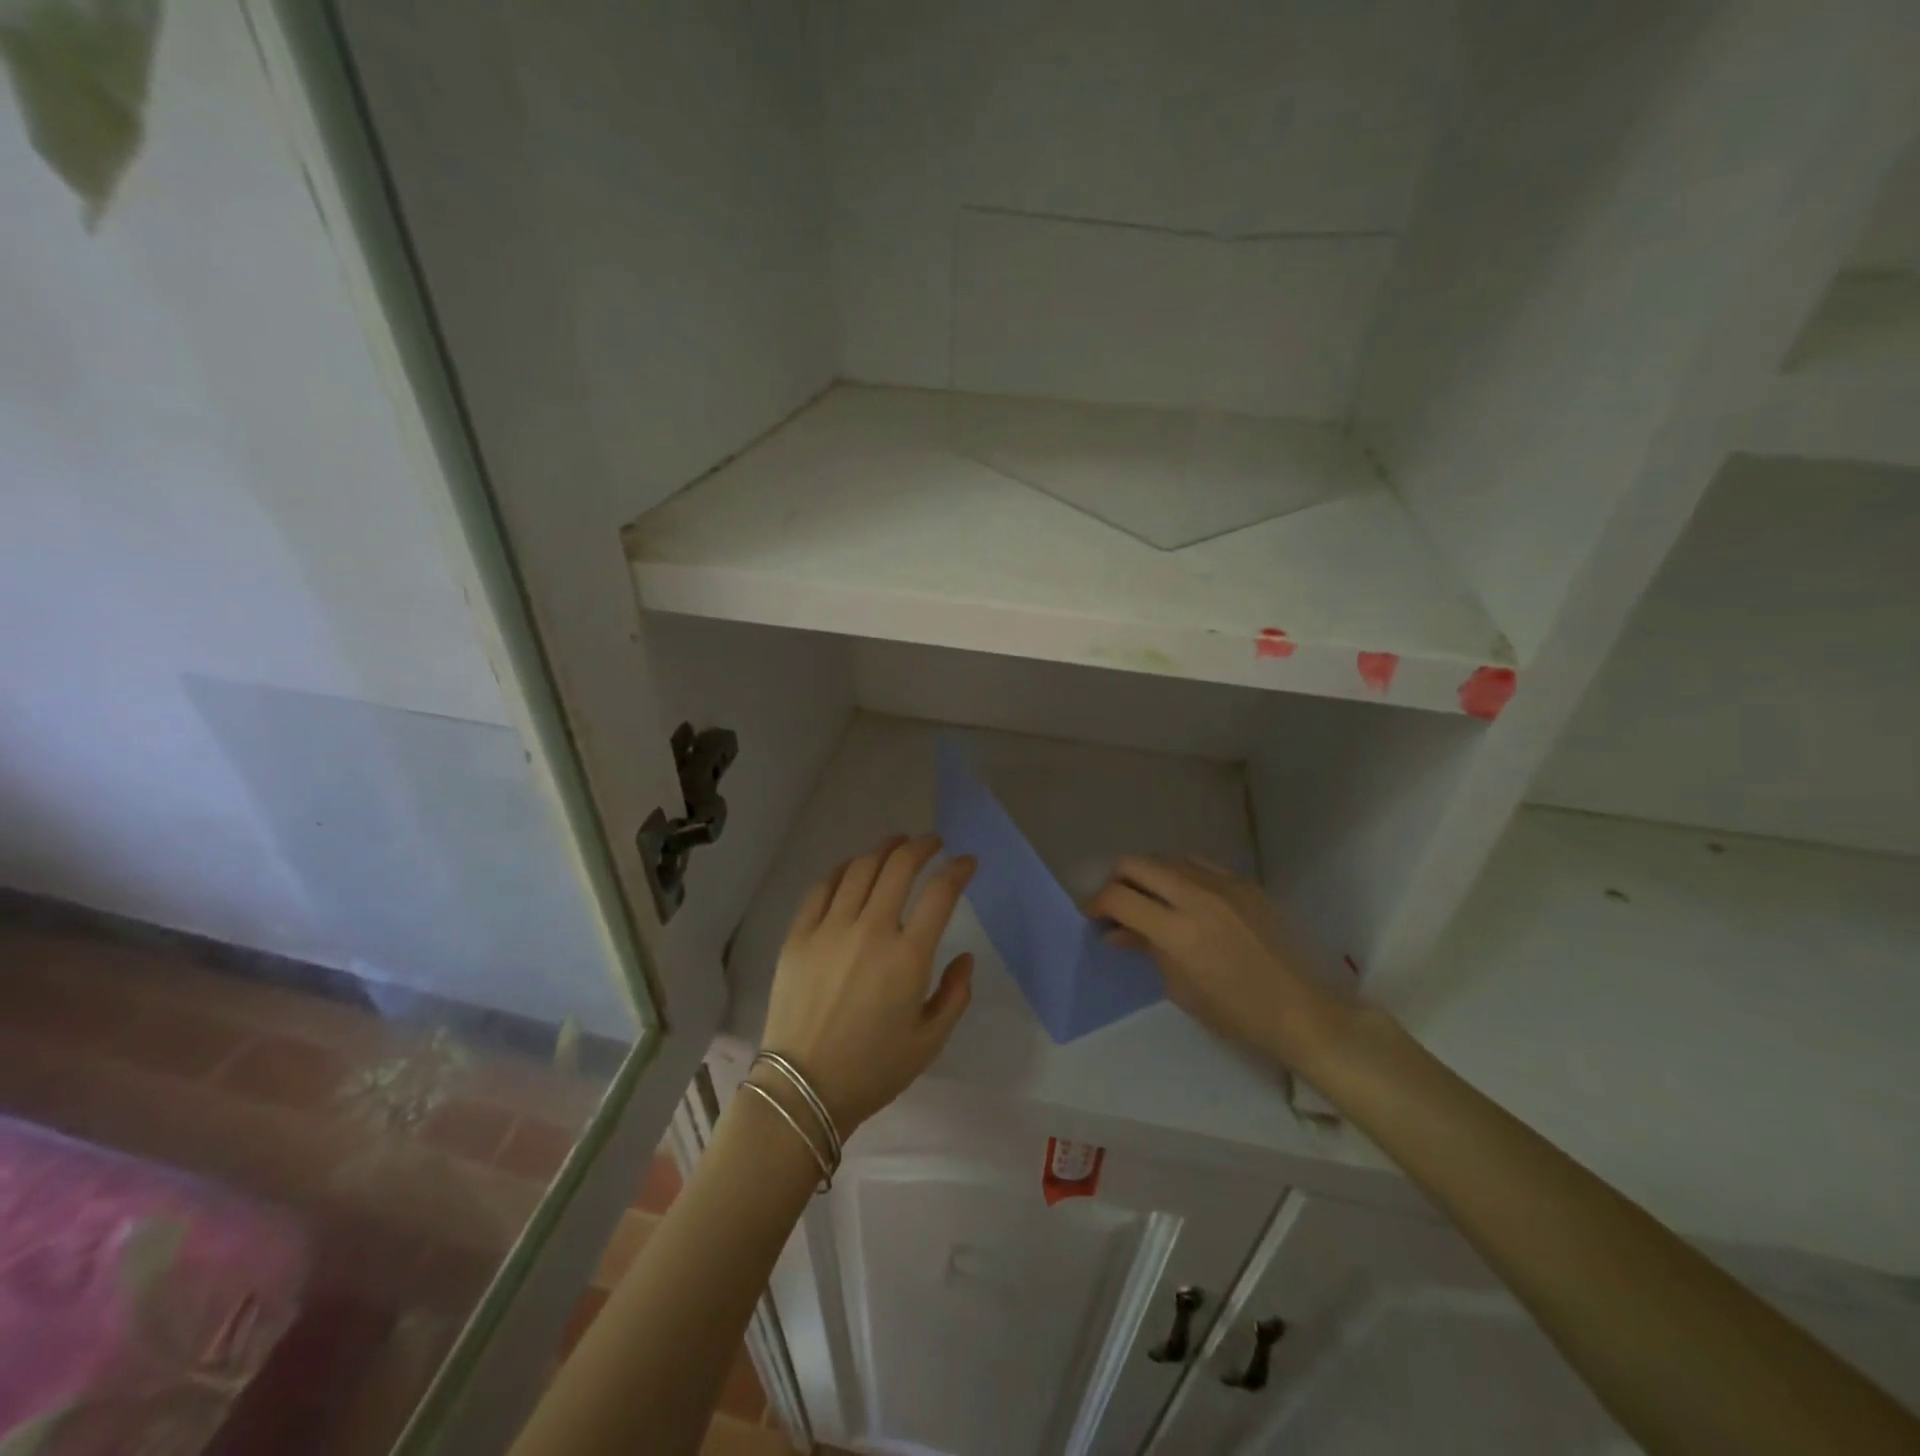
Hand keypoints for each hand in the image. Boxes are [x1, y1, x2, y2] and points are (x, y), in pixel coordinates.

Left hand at [759, 834, 975, 1133]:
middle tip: (932, 843)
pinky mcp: (799, 935)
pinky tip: (852, 868)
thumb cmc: (873, 1069)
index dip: (958, 870)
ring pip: (860, 869)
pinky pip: (822, 888)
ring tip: (895, 844)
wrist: (803, 1089)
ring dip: (883, 849)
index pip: (940, 893)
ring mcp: (830, 929)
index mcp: (908, 957)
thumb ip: (955, 994)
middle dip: (921, 846)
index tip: (966, 862)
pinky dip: (842, 870)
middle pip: (899, 867)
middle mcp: (870, 930)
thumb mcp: (930, 1041)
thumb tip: (964, 957)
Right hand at [1086, 856, 1357, 1072]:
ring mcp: (1223, 885)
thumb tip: (1116, 931)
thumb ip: (1146, 948)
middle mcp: (1197, 897)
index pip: (1119, 897)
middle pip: (1137, 863)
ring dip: (1148, 875)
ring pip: (1167, 858)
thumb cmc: (1235, 1012)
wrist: (1301, 1010)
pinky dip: (1180, 874)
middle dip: (1117, 879)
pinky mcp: (1244, 883)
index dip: (1096, 902)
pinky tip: (1183, 896)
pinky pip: (1199, 864)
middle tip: (1116, 903)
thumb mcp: (1180, 987)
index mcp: (1177, 932)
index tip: (1093, 915)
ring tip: (1149, 899)